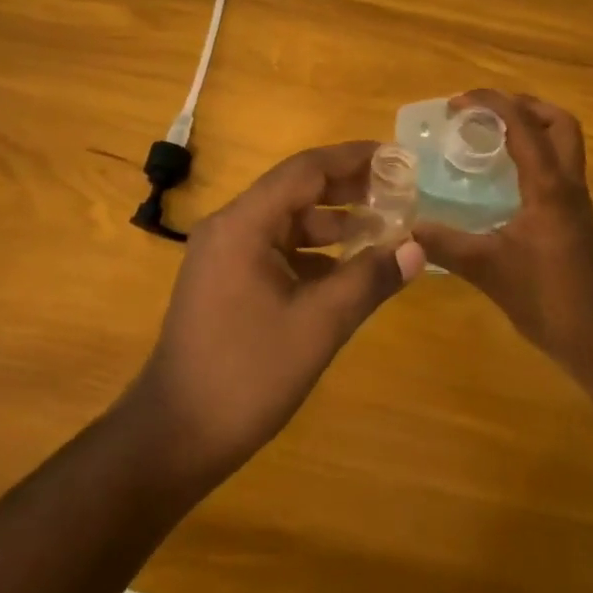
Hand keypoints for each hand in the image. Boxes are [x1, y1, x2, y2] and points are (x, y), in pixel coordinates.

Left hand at [125, 141, 424, 483]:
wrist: (175, 436)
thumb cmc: (247, 374)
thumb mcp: (318, 325)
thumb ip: (368, 280)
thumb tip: (418, 248)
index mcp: (243, 224)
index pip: (304, 170)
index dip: (352, 158)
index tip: (396, 156)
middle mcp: (230, 227)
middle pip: (295, 191)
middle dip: (347, 189)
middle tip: (397, 190)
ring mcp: (224, 255)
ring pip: (286, 222)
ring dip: (332, 223)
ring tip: (383, 228)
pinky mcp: (225, 281)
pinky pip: (275, 250)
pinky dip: (312, 253)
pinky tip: (347, 269)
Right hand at [413, 91, 592, 377]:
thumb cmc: (548, 297)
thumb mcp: (488, 270)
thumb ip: (445, 244)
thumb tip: (405, 228)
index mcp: (548, 185)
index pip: (523, 124)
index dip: (491, 103)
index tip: (456, 103)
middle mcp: (567, 183)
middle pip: (559, 123)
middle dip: (523, 106)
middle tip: (485, 112)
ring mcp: (574, 201)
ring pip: (563, 145)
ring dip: (531, 129)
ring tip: (490, 137)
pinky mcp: (574, 219)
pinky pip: (556, 169)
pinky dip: (532, 157)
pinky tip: (502, 179)